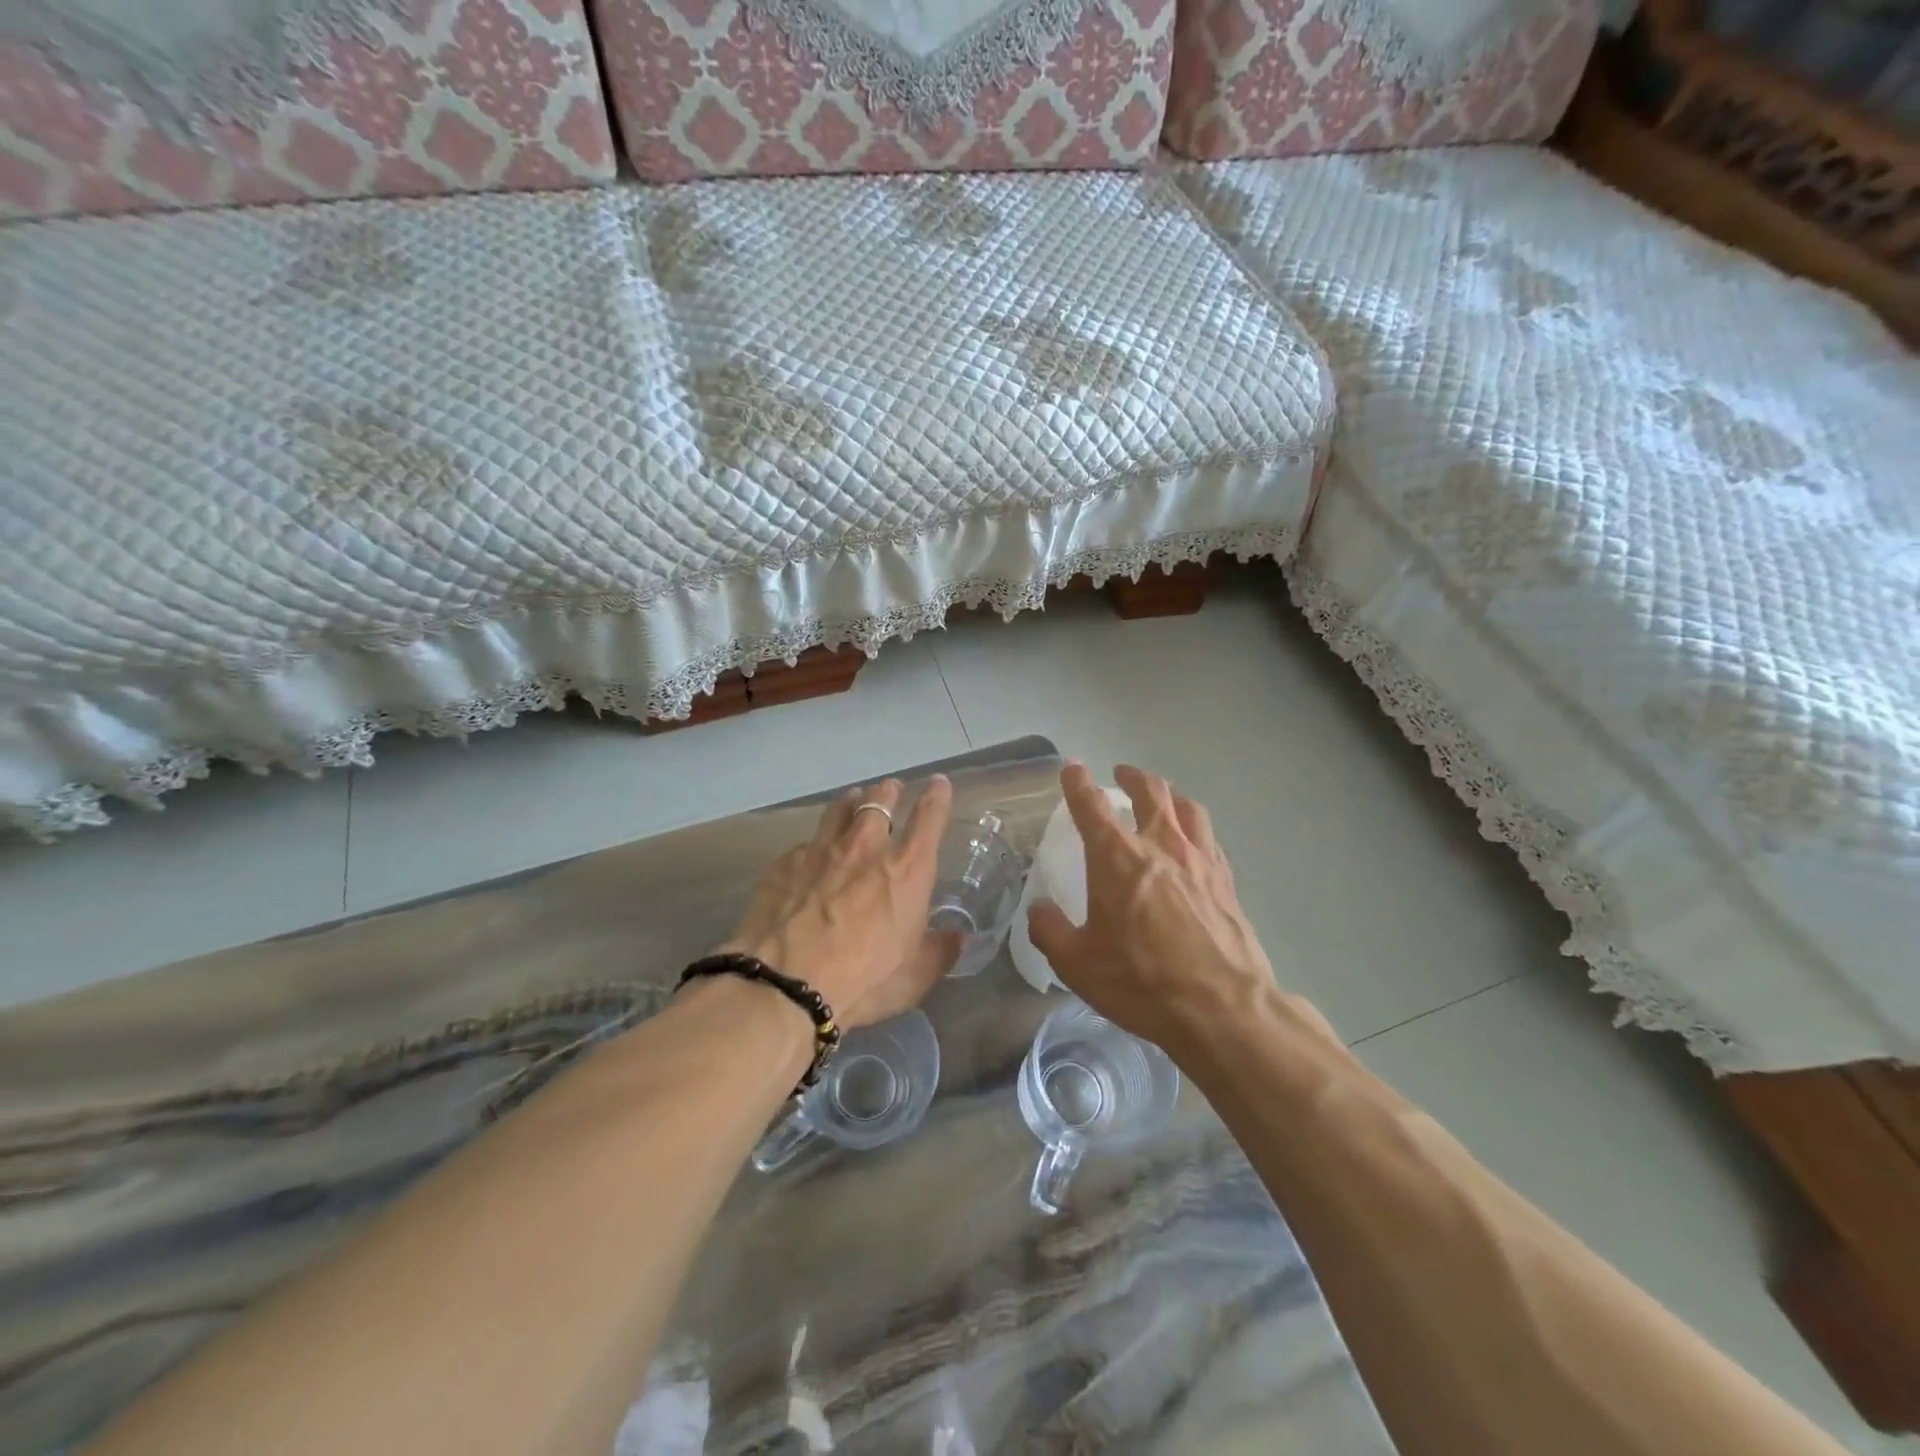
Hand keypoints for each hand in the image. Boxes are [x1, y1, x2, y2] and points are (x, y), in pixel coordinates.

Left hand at [721, 776, 961, 1029]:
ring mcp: (821, 850)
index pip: (929, 817)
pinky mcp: (786, 862)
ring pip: (840, 809)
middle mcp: (866, 847)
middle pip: (880, 800)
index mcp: (907, 870)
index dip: (937, 796)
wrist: (784, 985)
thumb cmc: (862, 981)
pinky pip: (807, 842)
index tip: (938, 783)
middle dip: (890, 790)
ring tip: (854, 798)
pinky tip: (812, 852)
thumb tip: (956, 938)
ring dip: (853, 800)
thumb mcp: (914, 977)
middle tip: (892, 788)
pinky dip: (817, 842)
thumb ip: (939, 951)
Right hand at [1027, 764, 1335, 1055]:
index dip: (1078, 782)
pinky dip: (1194, 826)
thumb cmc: (1141, 981)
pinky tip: (1193, 841)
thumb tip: (1039, 910)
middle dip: (1132, 777)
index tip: (1072, 769)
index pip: (1091, 805)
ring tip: (1163, 797)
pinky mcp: (1226, 880)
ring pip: (1186, 807)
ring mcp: (1199, 859)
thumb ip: (1050, 930)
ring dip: (1169, 794)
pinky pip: (1209, 837)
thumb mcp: (1077, 964)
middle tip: (1122, 774)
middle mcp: (1160, 845)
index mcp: (1117, 857)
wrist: (1222, 1008)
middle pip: (1150, 791)